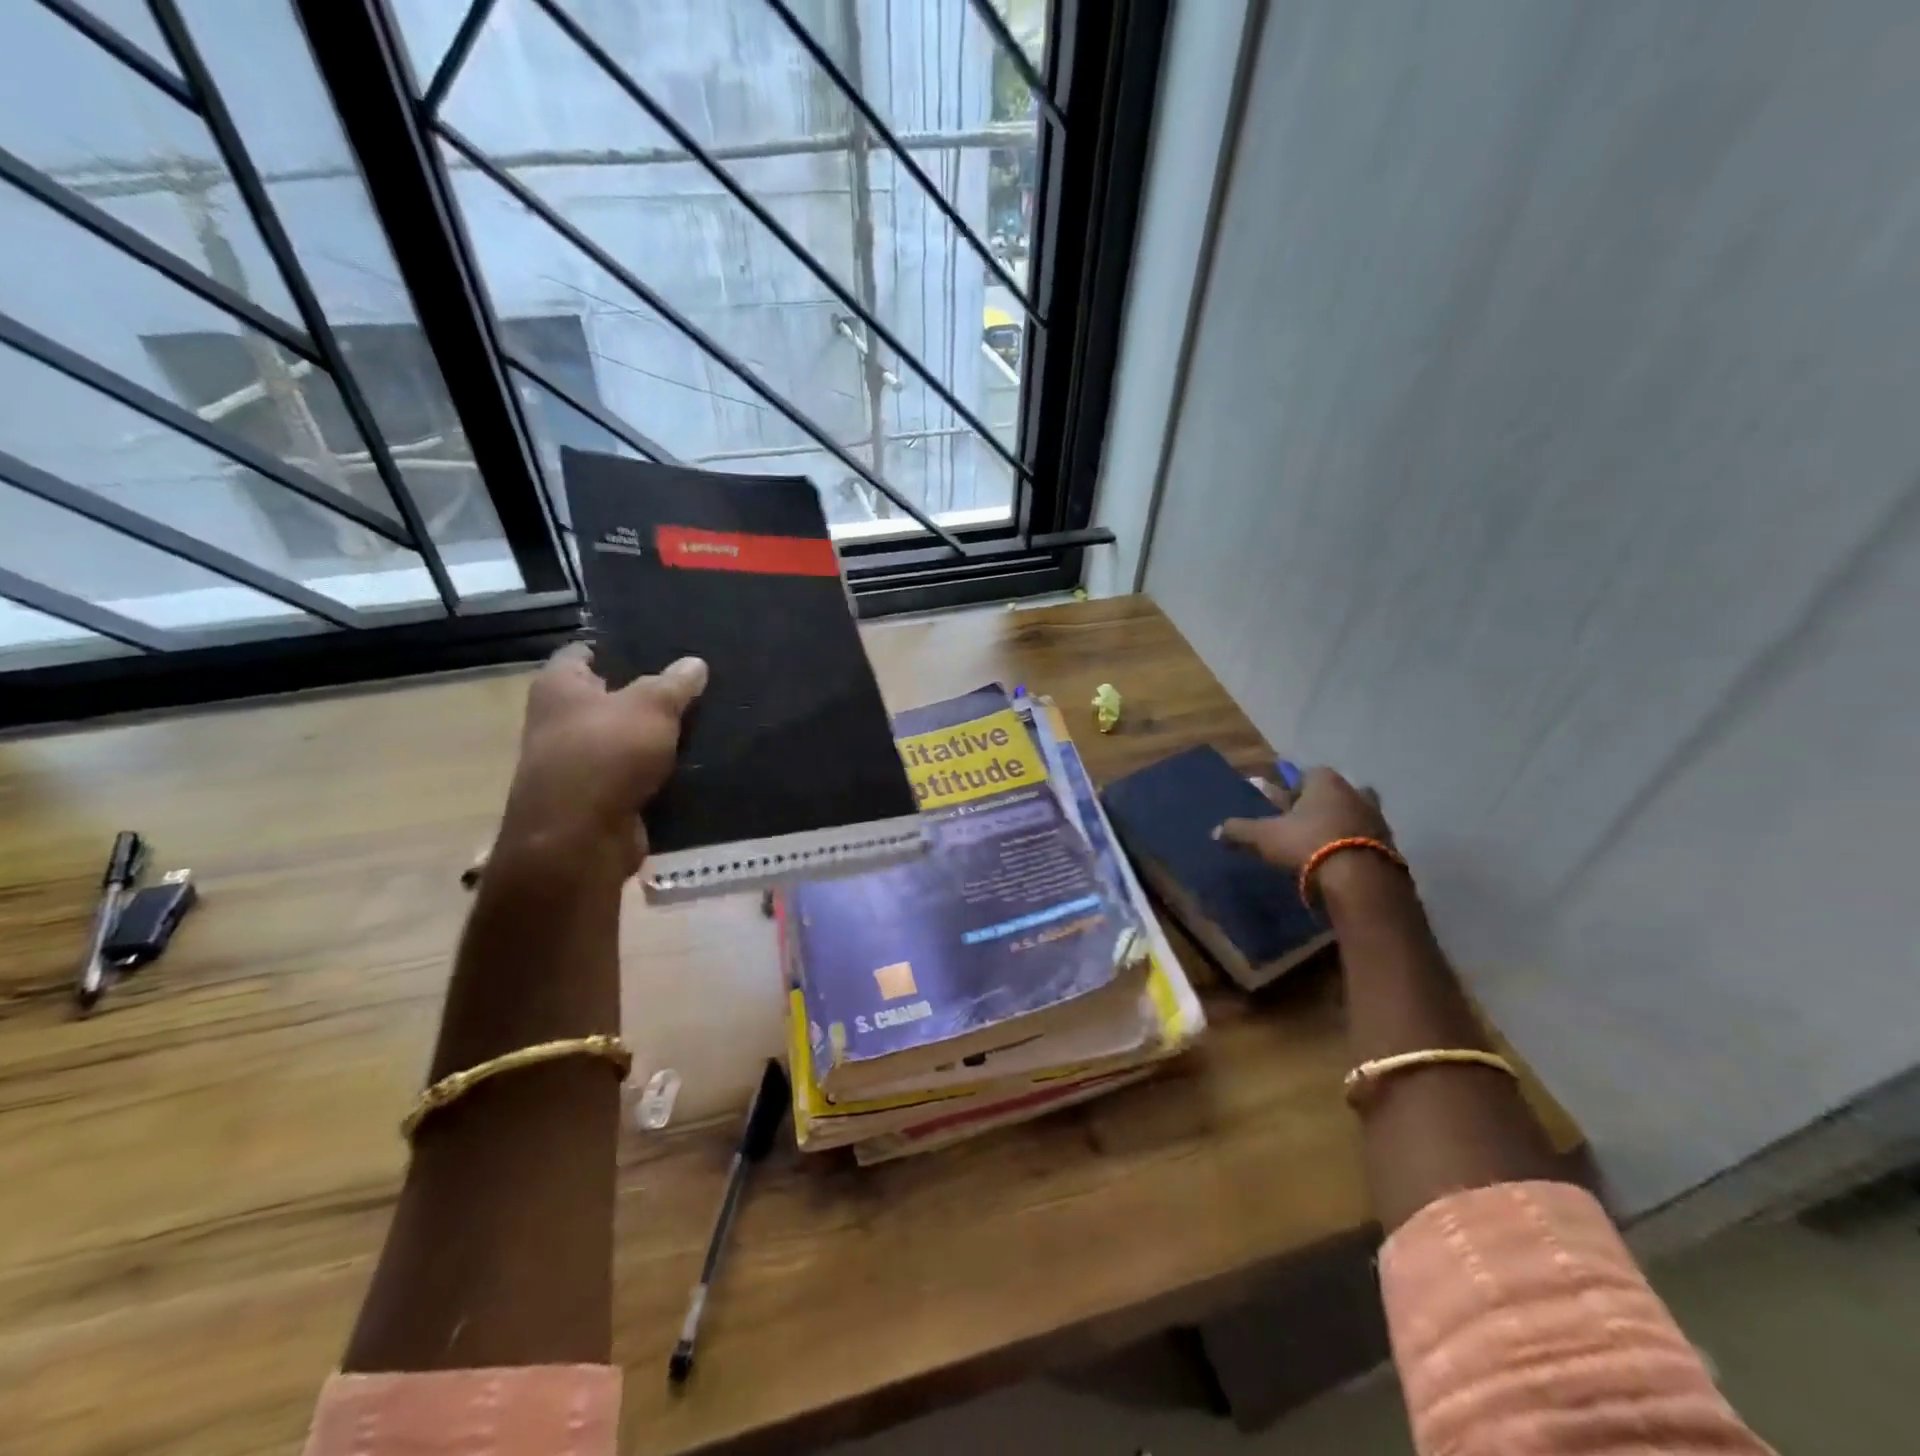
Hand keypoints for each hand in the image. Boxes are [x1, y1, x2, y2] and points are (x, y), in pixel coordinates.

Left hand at [498, 643, 707, 874]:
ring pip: (623, 739)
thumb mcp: (651, 707)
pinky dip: (656, 771)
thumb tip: (695, 663)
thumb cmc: (607, 755)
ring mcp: (576, 763)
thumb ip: (675, 683)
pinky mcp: (597, 798)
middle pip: (607, 697)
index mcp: (558, 687)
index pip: (582, 653)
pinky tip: (692, 764)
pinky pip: (633, 774)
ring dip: (654, 737)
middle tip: (691, 684)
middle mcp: (558, 721)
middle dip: (644, 693)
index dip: (616, 647)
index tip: (656, 647)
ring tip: (702, 722)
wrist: (581, 839)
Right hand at [1214, 766, 1390, 871]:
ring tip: (1320, 846)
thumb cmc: (1307, 844)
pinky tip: (1339, 863)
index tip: (1282, 806)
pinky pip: (1367, 841)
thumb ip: (1240, 831)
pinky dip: (1353, 848)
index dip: (1293, 788)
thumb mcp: (1264, 837)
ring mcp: (1376, 820)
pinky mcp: (1390, 847)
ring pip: (1353, 815)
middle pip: (1334, 793)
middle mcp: (1355, 793)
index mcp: (1325, 782)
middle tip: (1303, 823)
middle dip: (1320, 805)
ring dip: (1339, 826)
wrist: (1361, 881)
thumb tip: (1215, 831)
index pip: (1307, 773)